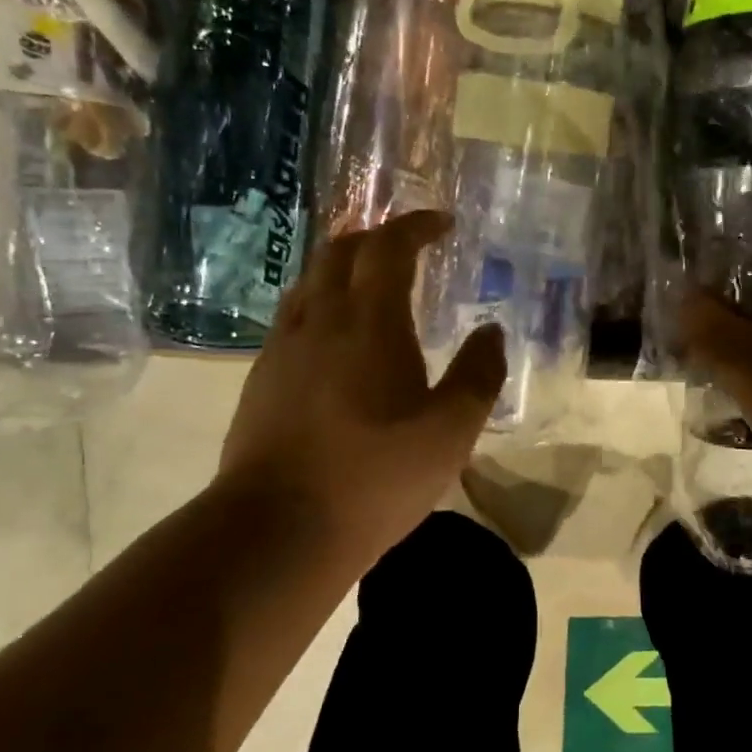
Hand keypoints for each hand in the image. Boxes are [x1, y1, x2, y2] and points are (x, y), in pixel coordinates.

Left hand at [215, 211, 506, 573]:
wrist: (277, 528)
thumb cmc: (374, 477)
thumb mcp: (450, 433)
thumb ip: (478, 375)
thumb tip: (491, 331)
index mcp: (369, 322)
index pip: (388, 247)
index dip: (416, 226)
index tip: (443, 223)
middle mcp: (320, 319)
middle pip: (340, 252)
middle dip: (377, 238)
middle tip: (408, 246)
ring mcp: (282, 348)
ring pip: (310, 281)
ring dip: (343, 267)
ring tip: (372, 284)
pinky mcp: (261, 378)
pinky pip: (293, 316)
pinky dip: (321, 303)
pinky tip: (335, 338)